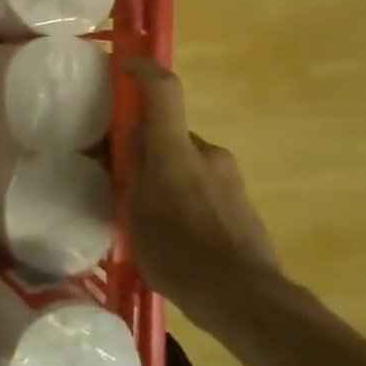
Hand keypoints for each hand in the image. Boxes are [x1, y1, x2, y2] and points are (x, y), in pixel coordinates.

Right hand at [124, 60, 286, 330]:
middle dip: (143, 144)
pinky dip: (183, 193)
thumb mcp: (135, 215)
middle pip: (168, 132)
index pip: (163, 90)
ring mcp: (229, 177)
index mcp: (175, 151)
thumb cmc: (180, 254)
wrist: (246, 299)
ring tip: (144, 210)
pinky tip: (172, 230)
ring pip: (185, 160)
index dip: (142, 70)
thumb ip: (130, 175)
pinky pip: (202, 183)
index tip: (123, 66)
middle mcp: (207, 153)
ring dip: (163, 172)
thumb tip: (125, 148)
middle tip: (119, 171)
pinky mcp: (241, 202)